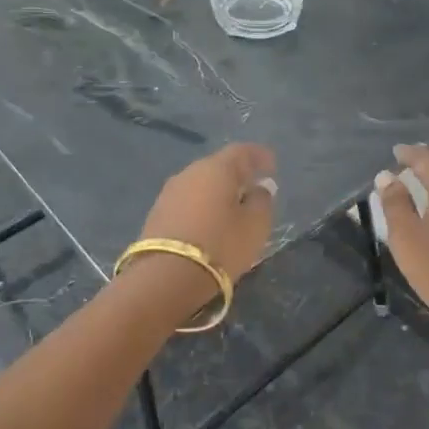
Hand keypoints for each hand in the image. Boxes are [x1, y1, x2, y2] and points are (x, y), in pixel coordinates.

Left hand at [137, 142, 277, 281]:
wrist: (165, 277)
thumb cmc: (220, 245)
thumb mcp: (255, 225)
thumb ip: (262, 201)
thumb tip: (260, 188)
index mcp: (217, 169)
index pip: (242, 151)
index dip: (259, 156)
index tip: (272, 167)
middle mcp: (190, 173)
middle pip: (218, 166)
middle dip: (237, 175)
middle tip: (253, 189)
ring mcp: (169, 192)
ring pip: (201, 185)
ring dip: (217, 192)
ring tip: (232, 209)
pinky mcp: (156, 214)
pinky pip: (187, 202)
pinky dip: (202, 207)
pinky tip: (209, 222)